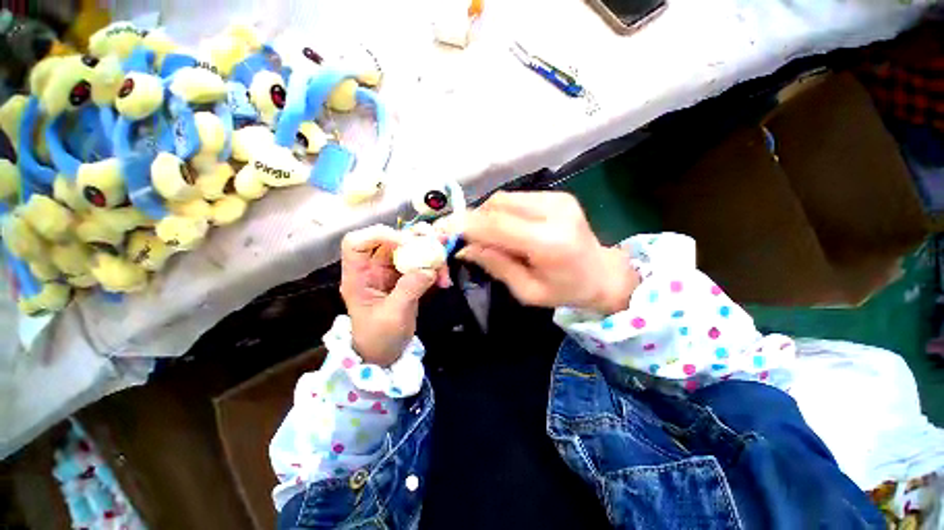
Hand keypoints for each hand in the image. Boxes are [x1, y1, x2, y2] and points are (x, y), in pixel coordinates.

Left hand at [340, 225, 449, 365]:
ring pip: (410, 247)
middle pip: (391, 239)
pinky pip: (422, 262)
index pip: (357, 243)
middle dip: (416, 240)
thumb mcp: (393, 316)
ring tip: (444, 268)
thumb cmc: (380, 338)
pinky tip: (444, 280)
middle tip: (437, 247)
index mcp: (358, 276)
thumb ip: (409, 290)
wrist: (386, 353)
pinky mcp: (406, 276)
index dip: (380, 235)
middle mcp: (374, 268)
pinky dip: (436, 267)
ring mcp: (391, 270)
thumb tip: (429, 269)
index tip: (406, 245)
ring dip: (431, 253)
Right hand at [456, 191, 637, 313]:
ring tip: (487, 235)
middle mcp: (554, 212)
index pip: (496, 225)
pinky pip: (516, 198)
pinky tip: (505, 228)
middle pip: (497, 205)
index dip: (466, 225)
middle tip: (465, 238)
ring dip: (487, 215)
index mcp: (549, 242)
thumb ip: (495, 265)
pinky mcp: (557, 195)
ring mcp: (557, 199)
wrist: (602, 273)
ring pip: (504, 198)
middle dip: (474, 220)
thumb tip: (464, 248)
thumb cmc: (565, 291)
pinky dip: (502, 211)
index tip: (442, 230)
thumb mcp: (527, 291)